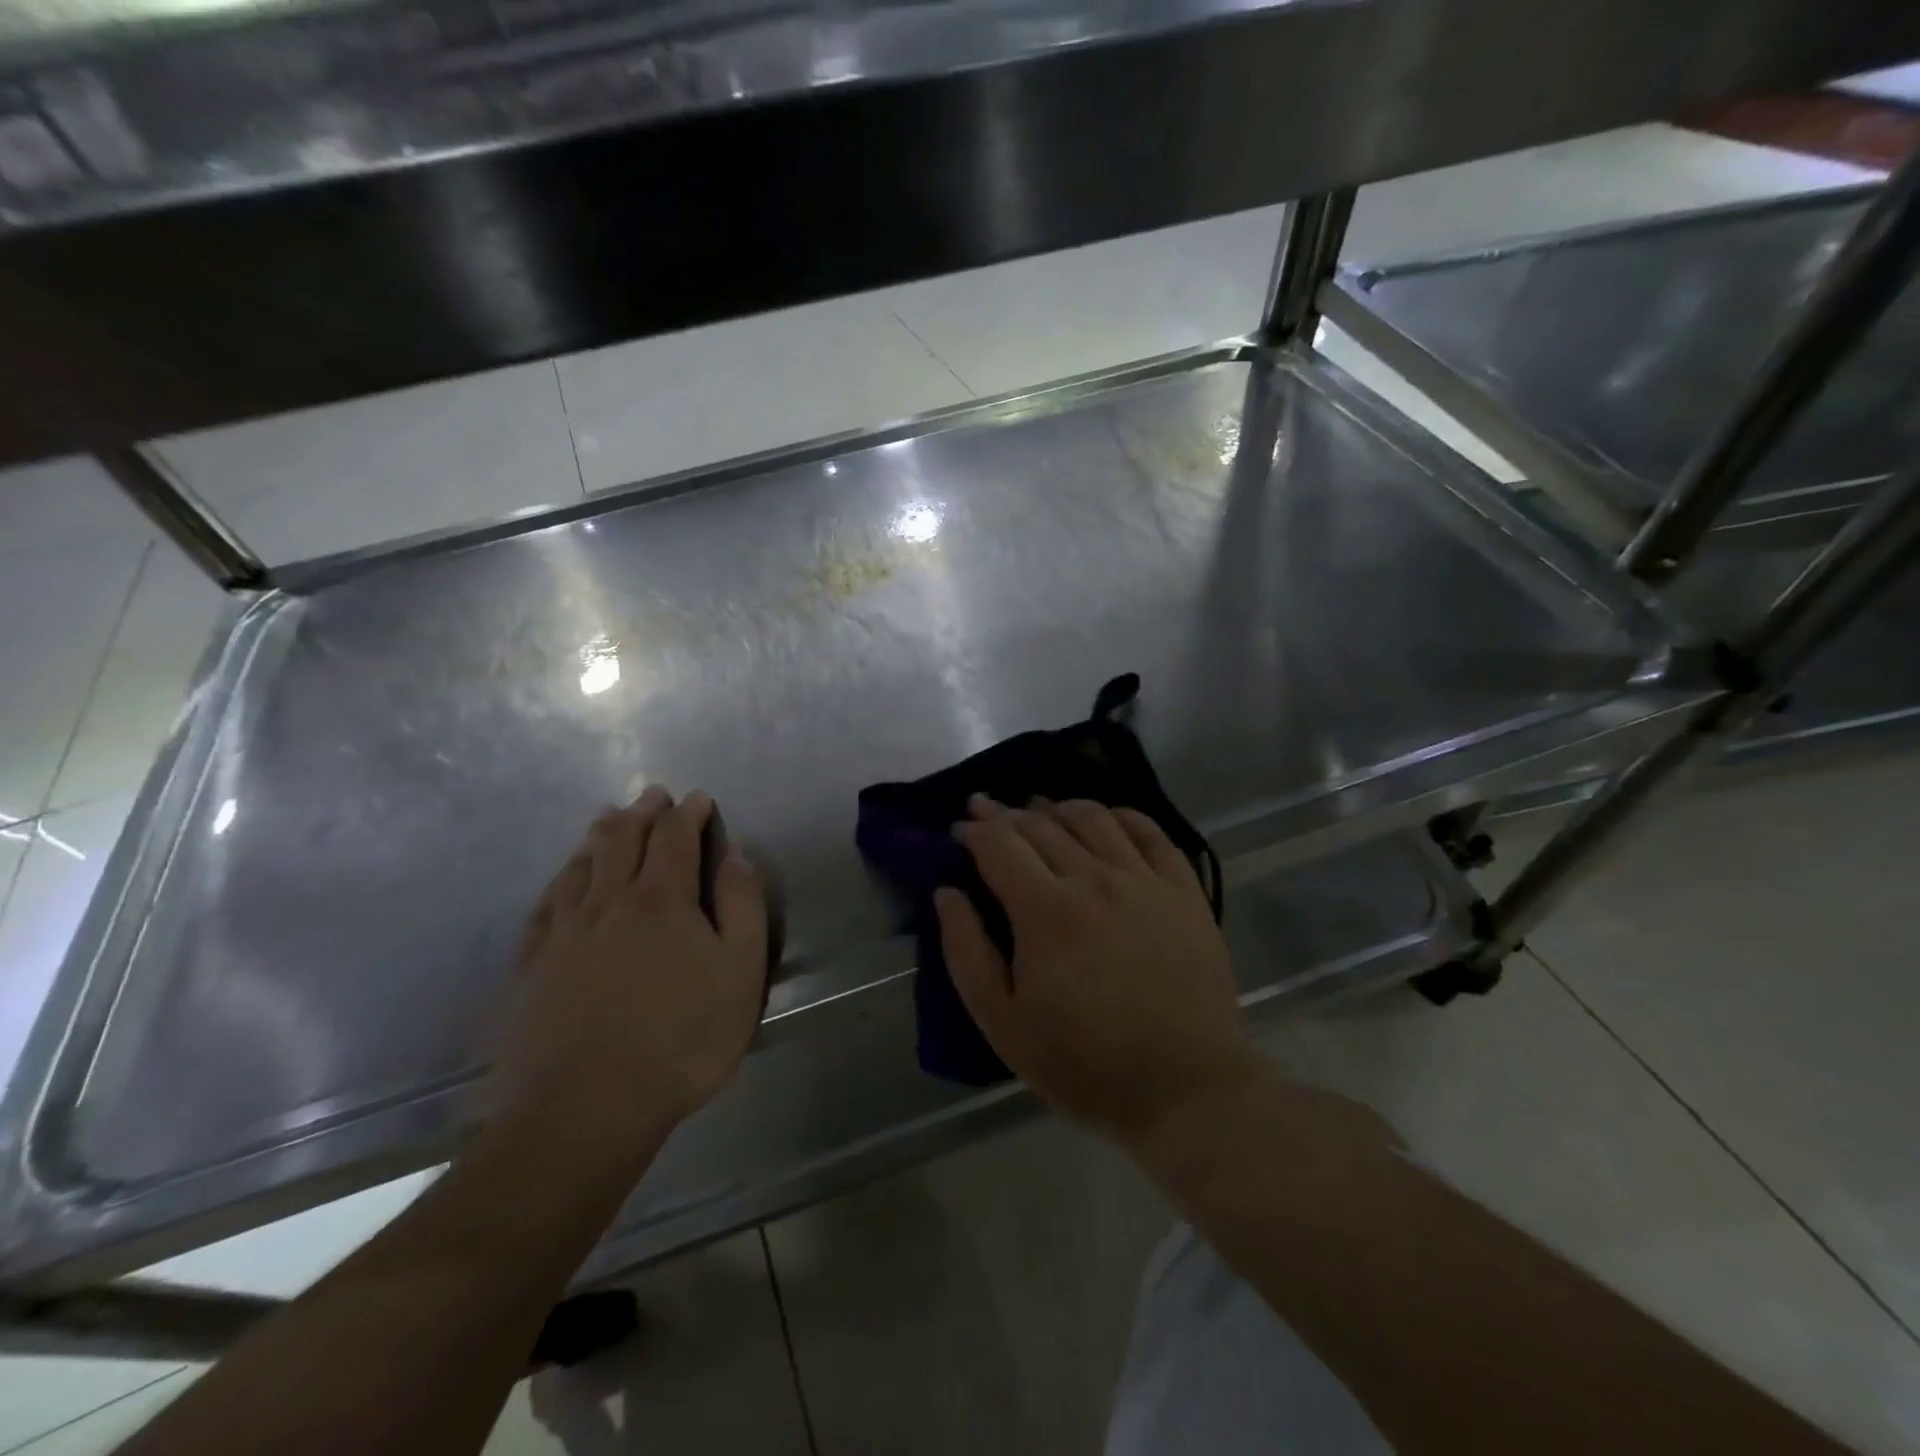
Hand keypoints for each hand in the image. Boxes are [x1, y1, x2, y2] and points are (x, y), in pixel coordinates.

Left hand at [490, 788, 768, 1172]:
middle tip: (652, 795)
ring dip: (599, 836)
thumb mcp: (741, 971)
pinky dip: (560, 879)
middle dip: (642, 812)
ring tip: (608, 819)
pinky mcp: (532, 967)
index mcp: (662, 899)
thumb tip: (734, 855)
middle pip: (622, 840)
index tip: (698, 799)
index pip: (675, 837)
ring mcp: (564, 933)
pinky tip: (563, 879)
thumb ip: (742, 905)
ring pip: (580, 866)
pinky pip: (545, 905)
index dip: (688, 813)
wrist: (584, 1108)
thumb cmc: (682, 1039)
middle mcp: (609, 902)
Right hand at [936, 796, 1264, 1146]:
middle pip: (1040, 824)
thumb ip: (966, 952)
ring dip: (1056, 807)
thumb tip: (946, 893)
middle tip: (986, 810)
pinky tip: (1105, 819)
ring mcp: (1144, 879)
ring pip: (1092, 817)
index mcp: (1045, 911)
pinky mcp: (1183, 889)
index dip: (974, 830)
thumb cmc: (1085, 1063)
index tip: (959, 830)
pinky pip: (1149, 831)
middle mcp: (1094, 879)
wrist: (1186, 1087)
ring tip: (1039, 811)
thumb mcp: (1003, 1024)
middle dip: (1005, 813)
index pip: (999, 844)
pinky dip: (1120, 815)